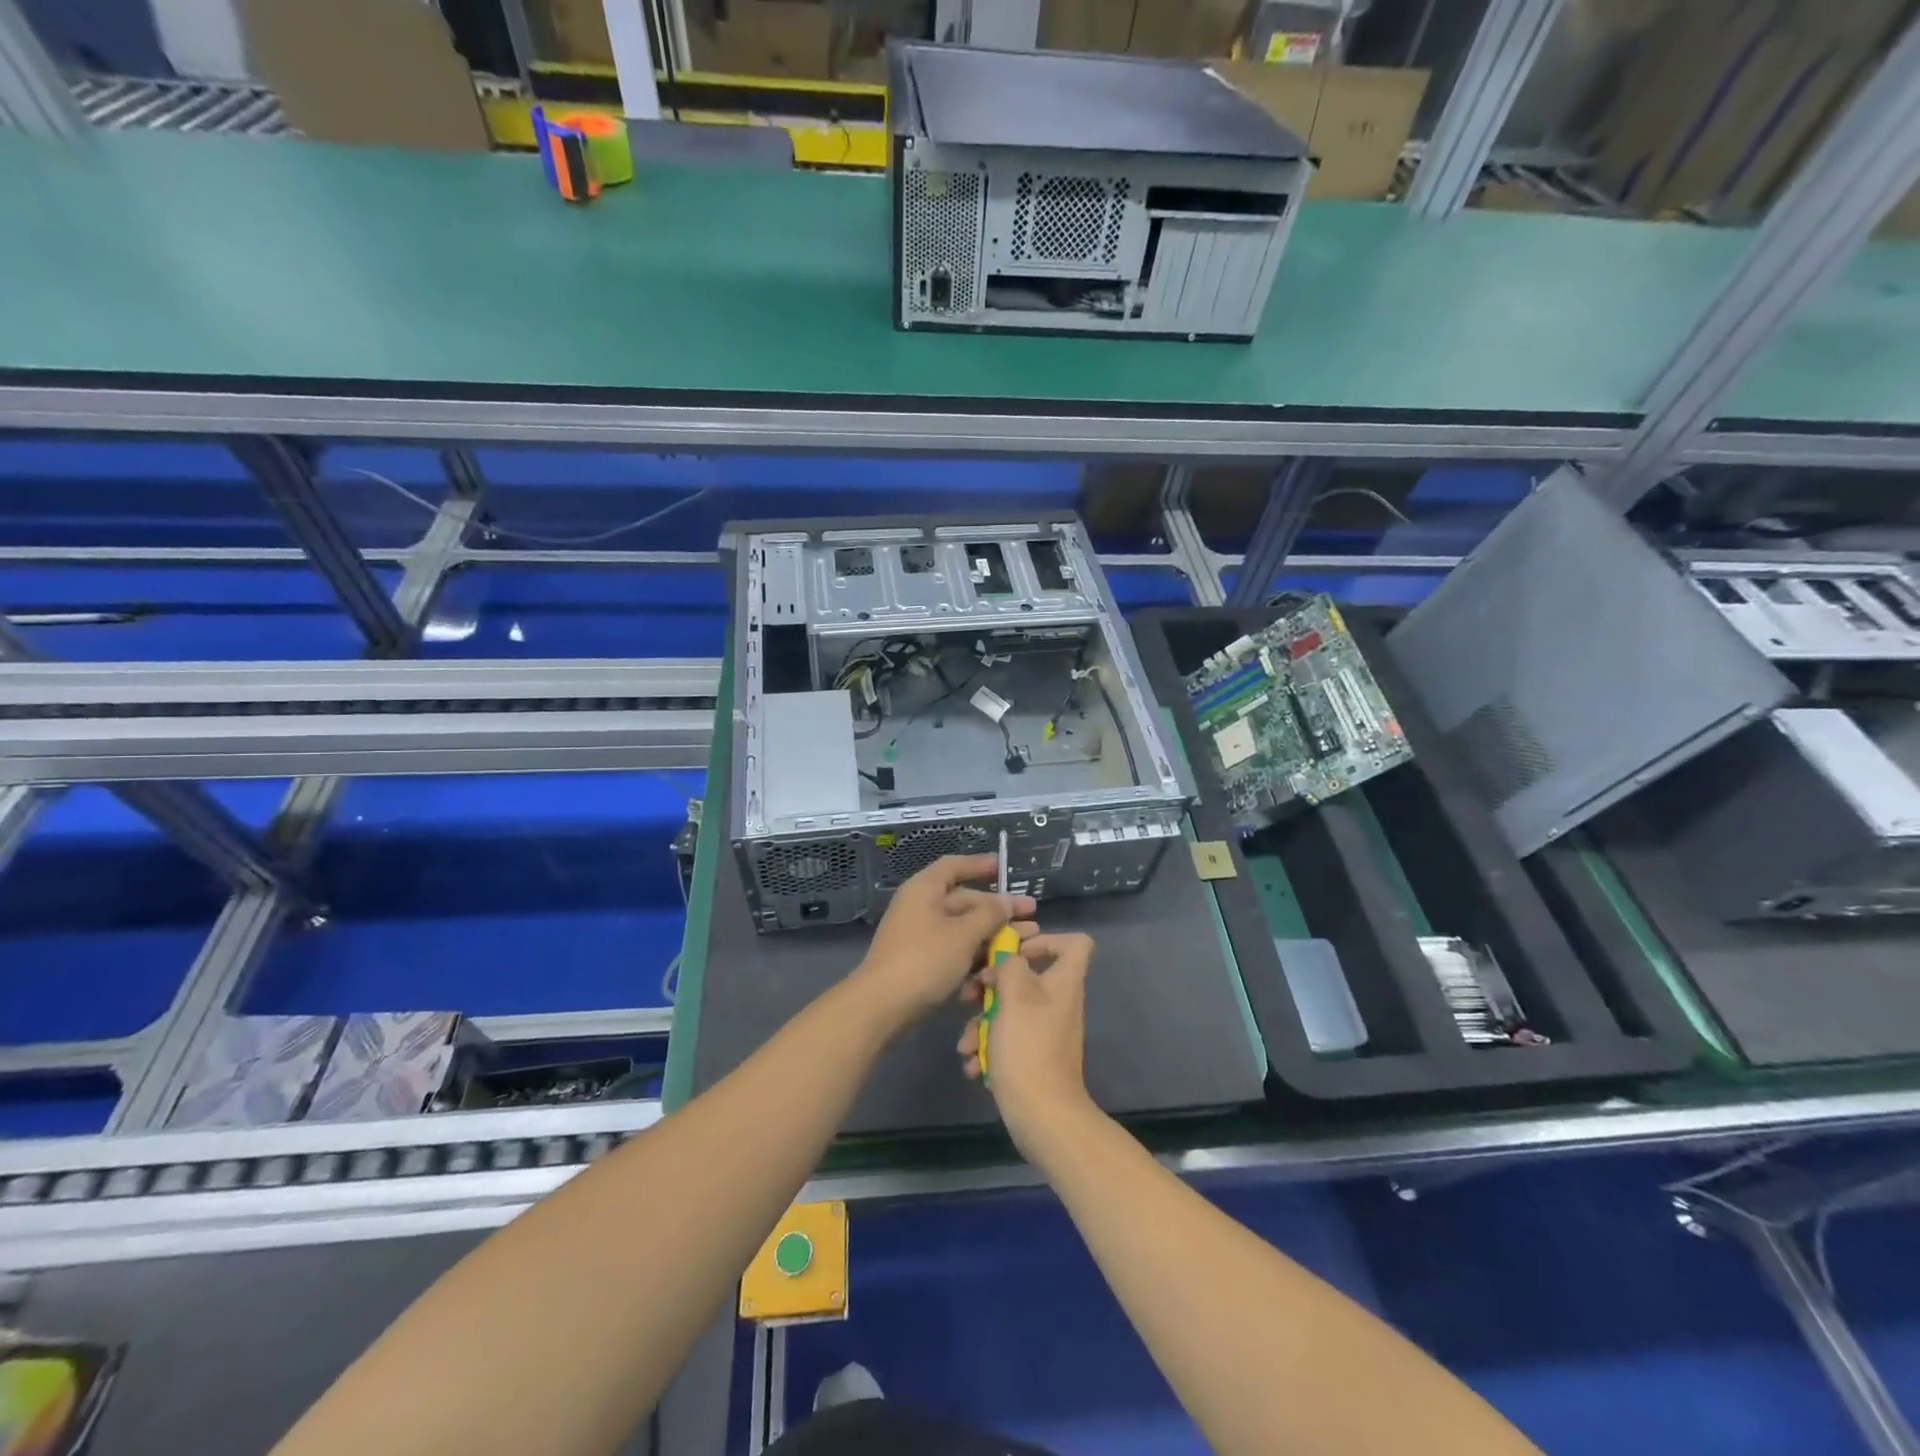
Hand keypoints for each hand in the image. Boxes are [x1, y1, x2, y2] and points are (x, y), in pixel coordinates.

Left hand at [853, 854, 1036, 1030]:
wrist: (881, 1007)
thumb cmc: (924, 960)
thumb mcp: (963, 935)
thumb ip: (989, 915)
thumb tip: (1005, 902)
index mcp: (925, 890)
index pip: (954, 866)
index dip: (980, 865)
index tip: (1004, 868)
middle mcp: (921, 907)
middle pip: (965, 900)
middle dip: (998, 909)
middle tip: (1032, 916)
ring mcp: (920, 936)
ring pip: (963, 929)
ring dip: (992, 935)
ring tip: (1026, 942)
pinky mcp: (922, 962)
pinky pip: (954, 951)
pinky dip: (975, 955)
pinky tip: (998, 966)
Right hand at [958, 932, 1095, 1156]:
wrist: (1042, 1116)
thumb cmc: (1029, 1047)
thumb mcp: (1015, 996)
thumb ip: (1009, 966)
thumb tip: (1005, 963)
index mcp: (1064, 983)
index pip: (1075, 944)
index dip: (1046, 939)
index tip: (1015, 950)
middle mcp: (1057, 1003)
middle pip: (1026, 978)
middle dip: (991, 986)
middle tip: (970, 995)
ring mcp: (1045, 1032)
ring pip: (1009, 1011)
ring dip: (981, 1024)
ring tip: (966, 1045)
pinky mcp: (1031, 1057)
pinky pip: (1007, 1040)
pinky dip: (987, 1049)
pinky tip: (972, 1064)